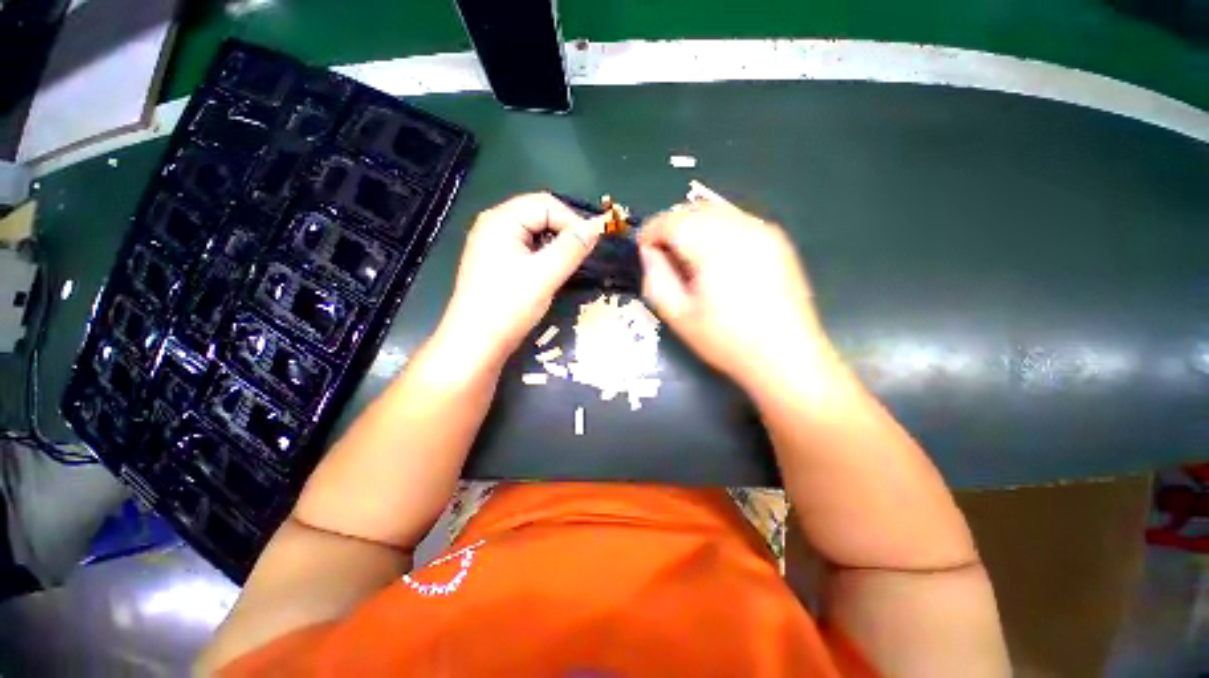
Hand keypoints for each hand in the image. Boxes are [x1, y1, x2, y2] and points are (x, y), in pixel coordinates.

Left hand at [437, 193, 606, 368]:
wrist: (475, 343)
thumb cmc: (508, 306)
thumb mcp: (545, 275)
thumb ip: (572, 247)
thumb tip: (597, 226)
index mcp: (501, 220)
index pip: (545, 204)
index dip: (572, 220)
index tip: (591, 245)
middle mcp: (493, 224)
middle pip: (538, 214)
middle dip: (564, 230)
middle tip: (583, 254)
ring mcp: (492, 244)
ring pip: (533, 232)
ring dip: (555, 243)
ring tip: (570, 263)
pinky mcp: (495, 262)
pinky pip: (525, 247)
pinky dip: (543, 254)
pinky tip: (551, 270)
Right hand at [638, 190, 833, 389]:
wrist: (787, 358)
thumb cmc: (727, 341)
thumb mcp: (679, 316)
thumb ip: (656, 279)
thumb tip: (648, 253)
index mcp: (716, 247)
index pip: (673, 221)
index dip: (650, 231)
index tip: (641, 249)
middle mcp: (742, 228)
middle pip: (694, 210)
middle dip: (671, 227)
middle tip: (661, 255)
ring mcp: (764, 231)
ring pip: (716, 212)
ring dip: (693, 226)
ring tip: (686, 257)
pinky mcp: (777, 240)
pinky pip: (736, 221)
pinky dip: (715, 230)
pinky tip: (715, 258)